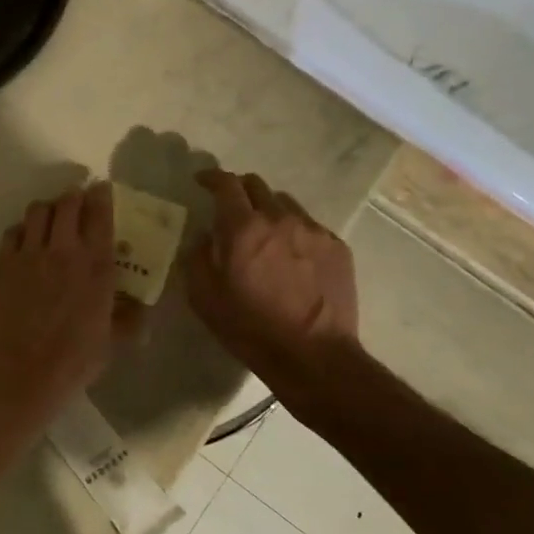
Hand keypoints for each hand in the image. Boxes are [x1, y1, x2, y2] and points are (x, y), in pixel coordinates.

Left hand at [0, 182, 138, 422]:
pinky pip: (12, 232)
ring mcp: (28, 255)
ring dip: (47, 208)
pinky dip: (22, 229)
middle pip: (67, 202)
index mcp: (96, 266)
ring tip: (50, 219)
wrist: (21, 375)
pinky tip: (25, 242)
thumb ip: (129, 319)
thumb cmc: (73, 362)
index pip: (100, 213)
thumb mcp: (112, 341)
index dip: (102, 195)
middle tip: (76, 202)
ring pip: (36, 210)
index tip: (102, 190)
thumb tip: (142, 310)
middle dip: (74, 196)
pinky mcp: (1, 265)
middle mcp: (62, 251)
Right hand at [185, 169, 359, 383]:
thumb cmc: (250, 328)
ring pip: (284, 204)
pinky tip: (290, 257)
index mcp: (243, 227)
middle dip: (239, 190)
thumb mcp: (204, 298)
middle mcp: (280, 218)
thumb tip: (204, 238)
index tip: (202, 181)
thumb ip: (197, 258)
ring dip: (267, 210)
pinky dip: (292, 232)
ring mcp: (313, 231)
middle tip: (229, 209)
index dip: (211, 177)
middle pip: (256, 185)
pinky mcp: (336, 247)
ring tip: (263, 234)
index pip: (225, 184)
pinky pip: (308, 226)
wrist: (313, 355)